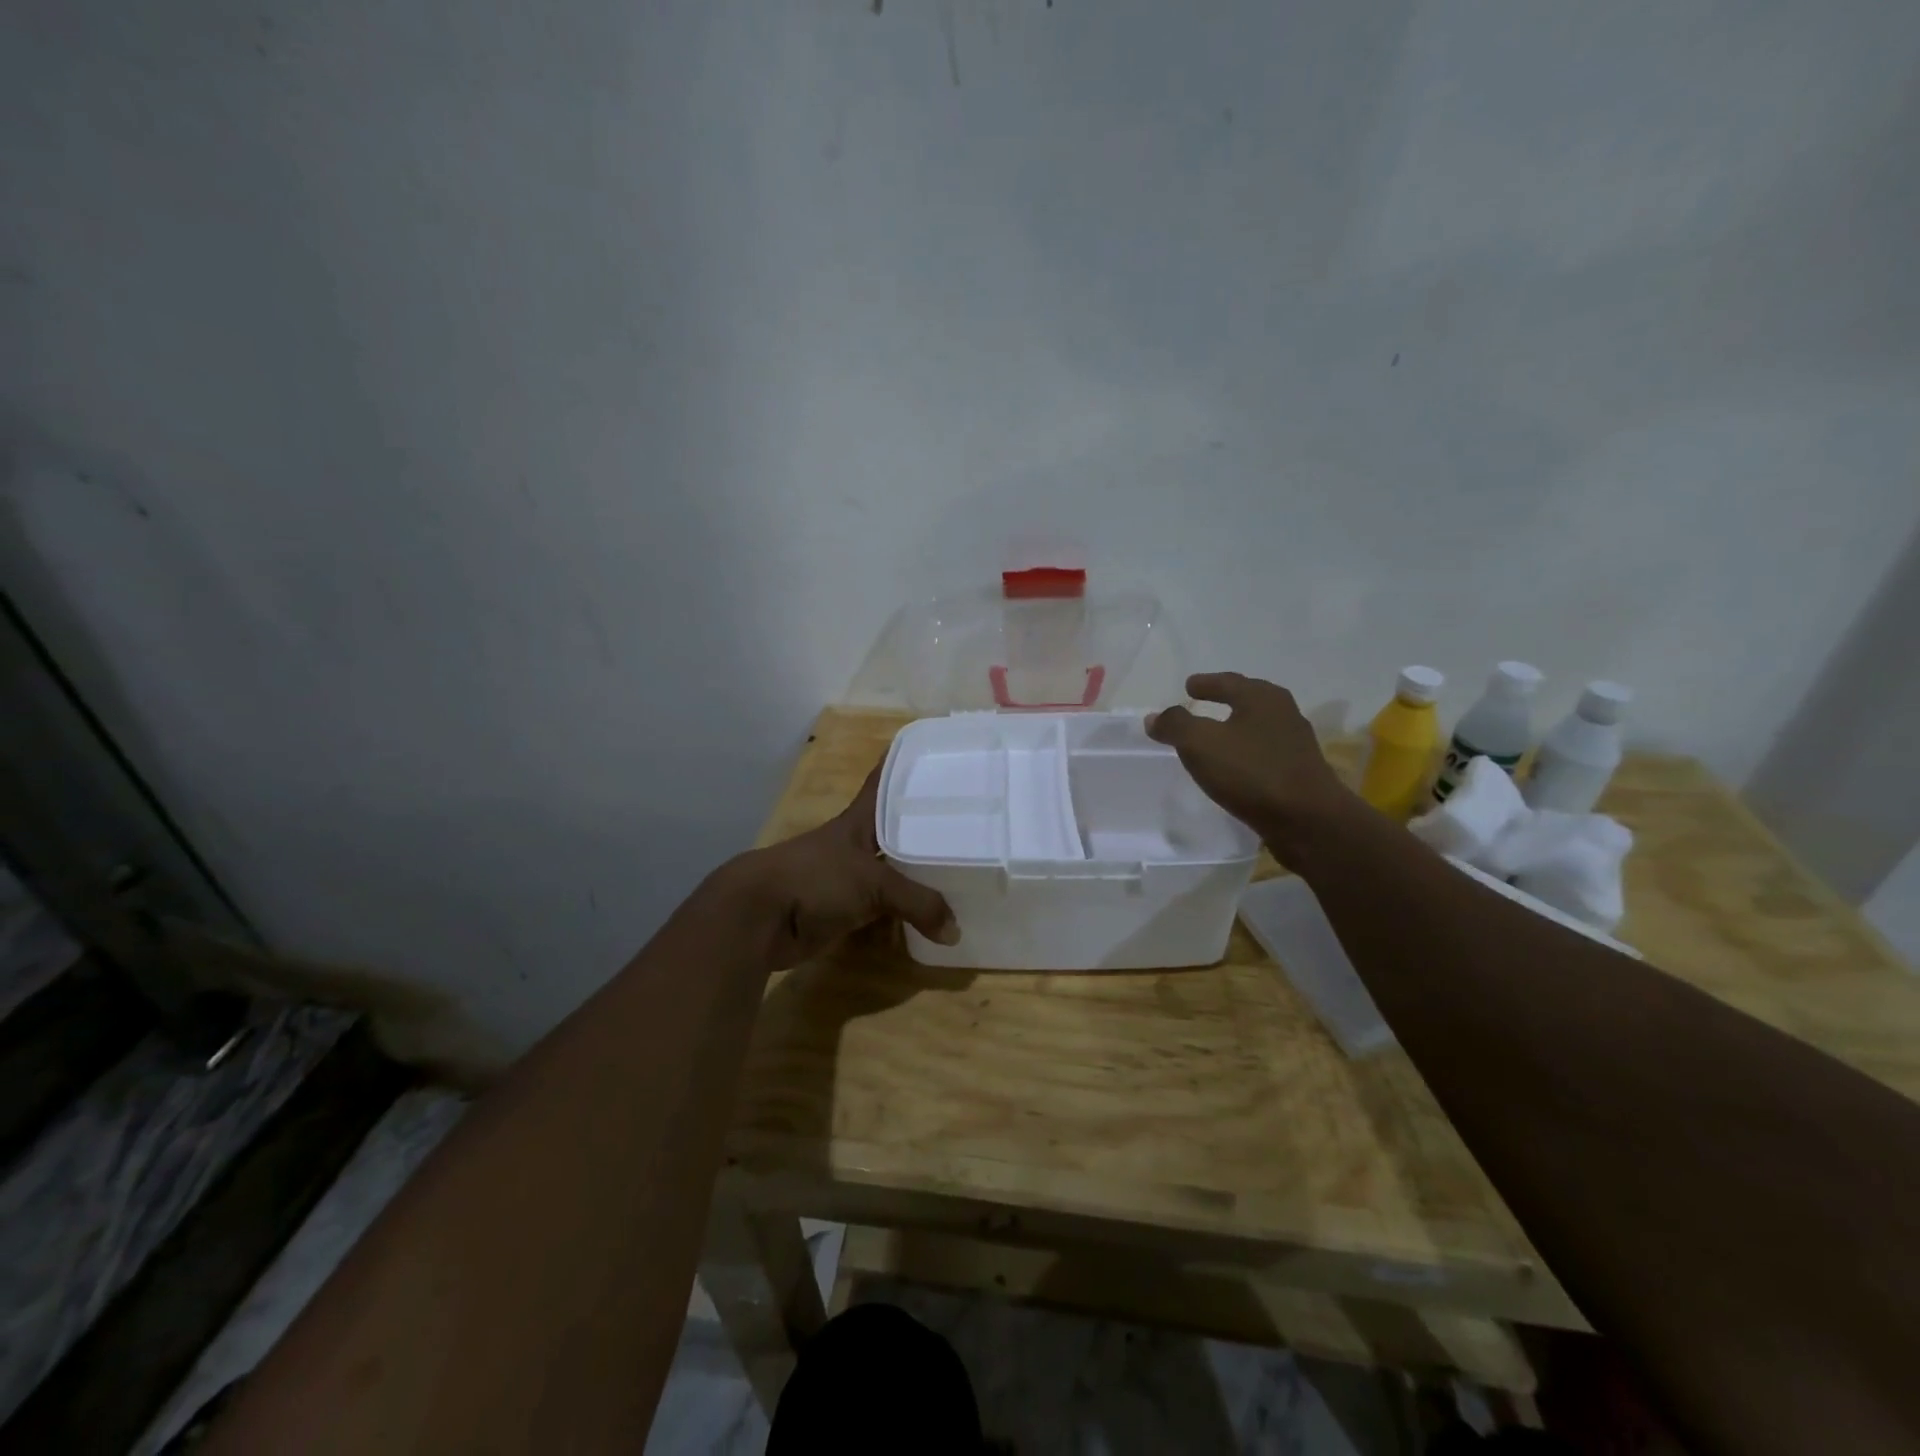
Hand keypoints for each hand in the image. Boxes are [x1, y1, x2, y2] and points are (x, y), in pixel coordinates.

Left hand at [711, 766, 958, 972]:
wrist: (760, 918)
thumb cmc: (816, 878)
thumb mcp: (874, 883)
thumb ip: (918, 903)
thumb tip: (956, 932)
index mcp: (861, 819)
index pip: (885, 779)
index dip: (904, 762)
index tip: (935, 750)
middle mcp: (858, 843)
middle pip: (897, 827)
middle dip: (926, 824)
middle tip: (970, 819)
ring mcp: (850, 877)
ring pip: (894, 869)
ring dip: (919, 872)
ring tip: (962, 869)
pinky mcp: (846, 909)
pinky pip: (885, 909)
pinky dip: (906, 914)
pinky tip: (934, 918)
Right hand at [1146, 672, 1355, 862]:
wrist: (1308, 821)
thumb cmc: (1252, 772)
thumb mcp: (1200, 744)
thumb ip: (1175, 725)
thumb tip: (1155, 716)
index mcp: (1262, 698)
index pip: (1228, 681)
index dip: (1205, 683)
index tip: (1188, 686)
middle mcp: (1283, 714)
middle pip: (1248, 700)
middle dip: (1225, 701)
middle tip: (1201, 704)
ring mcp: (1295, 745)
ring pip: (1257, 728)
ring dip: (1235, 729)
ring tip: (1214, 738)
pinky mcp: (1299, 773)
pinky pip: (1263, 754)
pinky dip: (1245, 754)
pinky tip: (1234, 768)